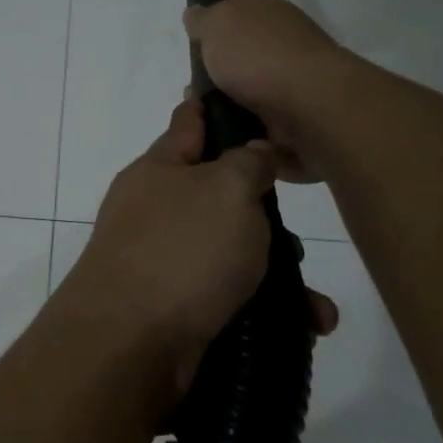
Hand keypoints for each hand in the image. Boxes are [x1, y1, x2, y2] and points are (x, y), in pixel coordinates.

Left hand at [57, 100, 338, 410]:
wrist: (129, 347)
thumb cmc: (182, 250)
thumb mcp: (227, 189)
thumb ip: (249, 162)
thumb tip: (256, 149)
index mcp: (159, 170)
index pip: (189, 123)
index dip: (213, 107)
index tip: (237, 95)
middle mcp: (157, 212)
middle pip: (219, 196)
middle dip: (263, 213)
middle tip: (292, 230)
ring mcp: (164, 263)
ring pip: (232, 254)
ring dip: (277, 274)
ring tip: (312, 299)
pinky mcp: (177, 311)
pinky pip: (232, 300)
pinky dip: (268, 312)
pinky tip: (307, 326)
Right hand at [182, 0, 353, 181]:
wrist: (311, 103)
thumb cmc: (258, 56)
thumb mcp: (217, 27)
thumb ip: (203, 20)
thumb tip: (197, 13)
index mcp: (258, 6)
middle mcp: (276, 33)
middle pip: (244, 32)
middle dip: (223, 43)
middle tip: (196, 59)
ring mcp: (286, 70)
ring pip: (248, 73)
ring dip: (226, 85)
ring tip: (198, 101)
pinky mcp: (290, 105)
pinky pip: (255, 107)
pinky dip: (238, 113)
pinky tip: (217, 122)